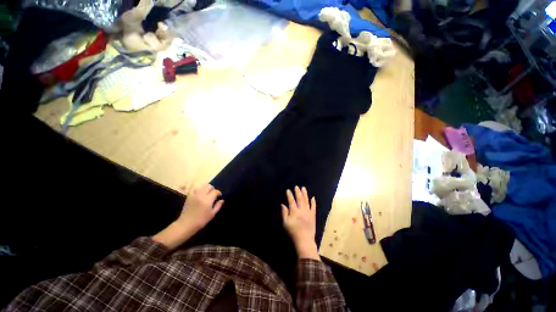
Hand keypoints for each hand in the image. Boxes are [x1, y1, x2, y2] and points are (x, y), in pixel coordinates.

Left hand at [153, 184, 222, 249]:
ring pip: (202, 186)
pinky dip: (200, 189)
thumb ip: (218, 206)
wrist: (186, 224)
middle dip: (212, 189)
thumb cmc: (201, 220)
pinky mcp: (189, 196)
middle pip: (209, 186)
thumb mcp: (212, 214)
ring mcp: (194, 195)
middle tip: (213, 194)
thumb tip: (222, 200)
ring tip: (207, 193)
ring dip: (206, 188)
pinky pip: (196, 189)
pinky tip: (201, 194)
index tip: (219, 196)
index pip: (215, 191)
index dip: (218, 193)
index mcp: (207, 200)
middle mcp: (201, 195)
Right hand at [281, 186, 319, 260]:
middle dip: (298, 192)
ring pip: (306, 201)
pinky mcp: (313, 215)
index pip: (291, 201)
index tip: (288, 190)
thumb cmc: (293, 232)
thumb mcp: (285, 223)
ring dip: (305, 194)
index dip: (289, 195)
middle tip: (297, 186)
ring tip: (303, 188)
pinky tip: (313, 197)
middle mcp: (302, 210)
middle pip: (299, 199)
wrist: (305, 240)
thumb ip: (284, 213)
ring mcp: (308, 212)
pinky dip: (313, 202)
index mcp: (294, 211)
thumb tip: (283, 204)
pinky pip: (313, 207)